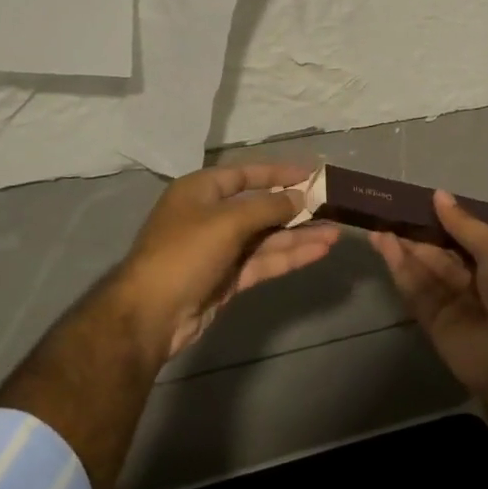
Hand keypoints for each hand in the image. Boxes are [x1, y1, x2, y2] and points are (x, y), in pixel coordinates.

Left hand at [115, 163, 340, 362]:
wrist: (151, 315)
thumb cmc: (185, 254)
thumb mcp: (228, 222)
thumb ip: (268, 207)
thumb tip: (300, 197)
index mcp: (201, 191)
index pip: (245, 174)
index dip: (278, 173)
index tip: (311, 174)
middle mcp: (210, 215)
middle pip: (260, 207)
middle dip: (295, 208)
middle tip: (332, 206)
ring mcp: (220, 249)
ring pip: (266, 237)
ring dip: (299, 235)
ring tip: (336, 233)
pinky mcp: (228, 278)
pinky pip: (264, 261)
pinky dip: (289, 256)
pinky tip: (318, 251)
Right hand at [370, 190, 487, 397]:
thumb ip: (464, 226)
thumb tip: (438, 195)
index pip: (466, 239)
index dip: (442, 222)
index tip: (417, 202)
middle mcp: (478, 284)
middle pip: (441, 255)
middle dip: (417, 236)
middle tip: (389, 212)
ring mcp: (455, 306)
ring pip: (425, 273)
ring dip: (403, 251)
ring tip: (379, 226)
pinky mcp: (435, 326)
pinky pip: (417, 294)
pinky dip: (401, 271)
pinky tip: (386, 247)